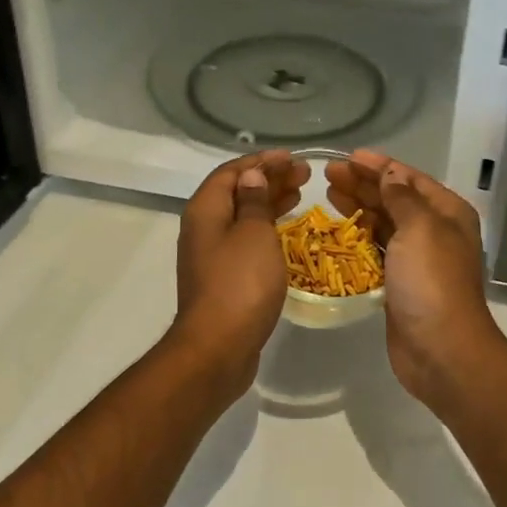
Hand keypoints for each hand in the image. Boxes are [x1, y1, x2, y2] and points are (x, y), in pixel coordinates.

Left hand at [171, 149, 307, 396]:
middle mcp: (202, 227)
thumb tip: (251, 175)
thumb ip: (254, 200)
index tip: (291, 158)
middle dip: (269, 179)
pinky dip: (265, 228)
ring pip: (241, 216)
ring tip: (299, 195)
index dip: (262, 161)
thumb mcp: (254, 233)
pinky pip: (244, 239)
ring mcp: (210, 254)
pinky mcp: (221, 277)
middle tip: (303, 175)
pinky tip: (285, 231)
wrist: (217, 348)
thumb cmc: (240, 283)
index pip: (232, 171)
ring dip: (269, 202)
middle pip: (236, 192)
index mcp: (205, 209)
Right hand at [326, 149, 506, 410]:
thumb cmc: (432, 281)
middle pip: (394, 199)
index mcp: (447, 213)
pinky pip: (375, 251)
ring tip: (328, 194)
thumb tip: (390, 172)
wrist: (442, 350)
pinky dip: (358, 238)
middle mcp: (434, 231)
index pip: (409, 179)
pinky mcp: (399, 283)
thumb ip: (401, 197)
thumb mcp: (419, 228)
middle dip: (363, 184)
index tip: (348, 156)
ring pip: (383, 224)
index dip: (379, 165)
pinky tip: (336, 230)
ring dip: (358, 208)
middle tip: (328, 174)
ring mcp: (416, 259)